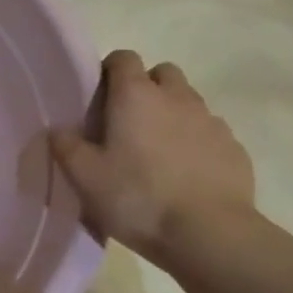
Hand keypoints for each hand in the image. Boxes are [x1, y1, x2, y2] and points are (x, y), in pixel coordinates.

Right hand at [50, 50, 261, 264]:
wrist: (210, 235)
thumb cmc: (138, 198)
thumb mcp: (86, 178)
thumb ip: (66, 147)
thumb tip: (58, 130)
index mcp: (136, 94)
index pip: (123, 57)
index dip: (110, 71)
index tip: (100, 98)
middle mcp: (176, 96)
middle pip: (162, 74)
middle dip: (147, 88)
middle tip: (130, 123)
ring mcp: (211, 120)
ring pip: (188, 102)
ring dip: (173, 116)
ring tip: (159, 153)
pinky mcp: (234, 148)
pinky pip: (210, 133)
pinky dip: (198, 143)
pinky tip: (188, 175)